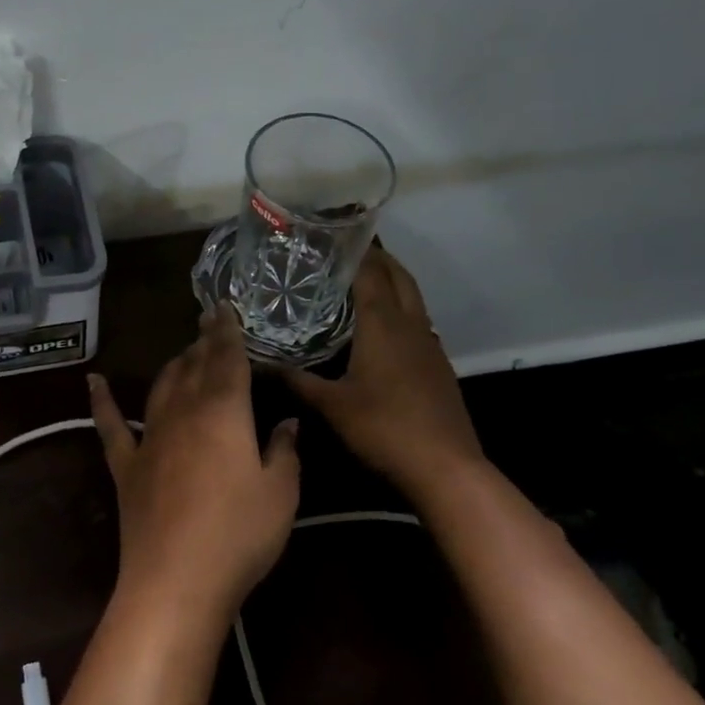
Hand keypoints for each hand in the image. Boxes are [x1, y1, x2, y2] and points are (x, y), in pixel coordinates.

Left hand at [89, 307, 300, 625]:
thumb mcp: (280, 494)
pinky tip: (94, 381)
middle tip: (208, 324)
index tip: (223, 308)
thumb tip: (286, 422)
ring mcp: (150, 437)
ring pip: (161, 386)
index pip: (228, 358)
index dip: (227, 331)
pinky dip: (102, 400)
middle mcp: (184, 411)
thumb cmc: (238, 535)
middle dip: (203, 343)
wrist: (175, 581)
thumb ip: (284, 451)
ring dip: (173, 365)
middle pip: (194, 366)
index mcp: (224, 411)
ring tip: (183, 353)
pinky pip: (111, 425)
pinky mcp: (126, 465)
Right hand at [284, 247, 482, 504]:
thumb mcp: (331, 406)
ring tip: (365, 278)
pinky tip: (385, 326)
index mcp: (383, 323)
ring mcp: (430, 344)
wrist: (447, 469)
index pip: (371, 272)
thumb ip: (295, 381)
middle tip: (348, 249)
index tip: (333, 236)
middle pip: (398, 276)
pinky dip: (402, 308)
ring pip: (413, 297)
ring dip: (393, 280)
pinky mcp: (439, 365)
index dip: (354, 250)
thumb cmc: (384, 428)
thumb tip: (258, 363)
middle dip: (378, 257)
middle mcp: (410, 324)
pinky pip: (419, 320)